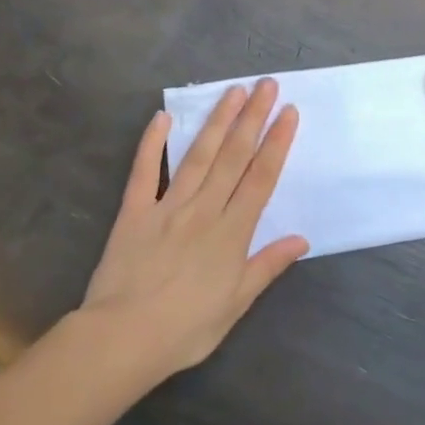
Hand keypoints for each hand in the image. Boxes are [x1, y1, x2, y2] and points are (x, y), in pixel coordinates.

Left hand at [80, 79, 307, 375]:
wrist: (122, 339)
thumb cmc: (186, 328)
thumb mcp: (236, 304)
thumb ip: (267, 266)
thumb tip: (302, 240)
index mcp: (232, 233)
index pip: (261, 178)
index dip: (277, 142)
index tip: (288, 112)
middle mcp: (204, 210)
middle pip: (233, 157)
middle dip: (252, 118)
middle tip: (266, 85)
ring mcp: (167, 207)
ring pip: (198, 156)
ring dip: (217, 121)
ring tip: (233, 91)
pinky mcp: (134, 212)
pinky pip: (144, 172)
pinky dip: (152, 144)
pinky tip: (162, 118)